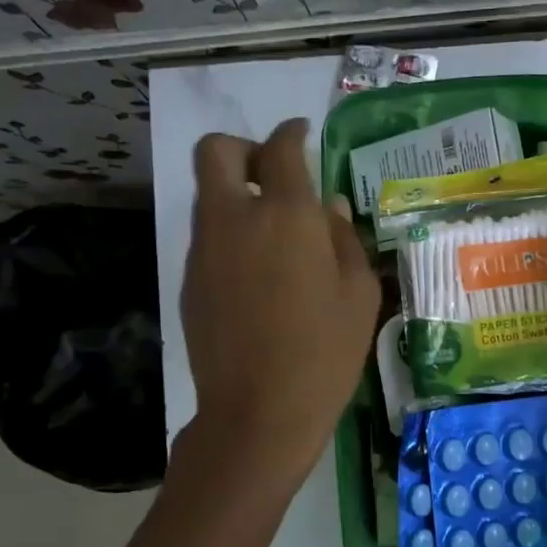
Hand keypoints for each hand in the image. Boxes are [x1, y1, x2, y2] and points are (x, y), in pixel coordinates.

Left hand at [180, 119, 380, 480]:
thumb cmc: (324, 354)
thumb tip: (329, 208)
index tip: (301, 135)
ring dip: (237, 195)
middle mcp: (235, 219)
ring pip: (209, 196)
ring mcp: (204, 250)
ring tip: (273, 234)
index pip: (280, 148)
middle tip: (273, 175)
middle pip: (217, 152)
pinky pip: (207, 237)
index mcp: (285, 215)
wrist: (258, 413)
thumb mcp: (358, 295)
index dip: (291, 133)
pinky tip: (257, 275)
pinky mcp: (189, 281)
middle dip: (244, 149)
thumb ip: (344, 240)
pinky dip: (229, 235)